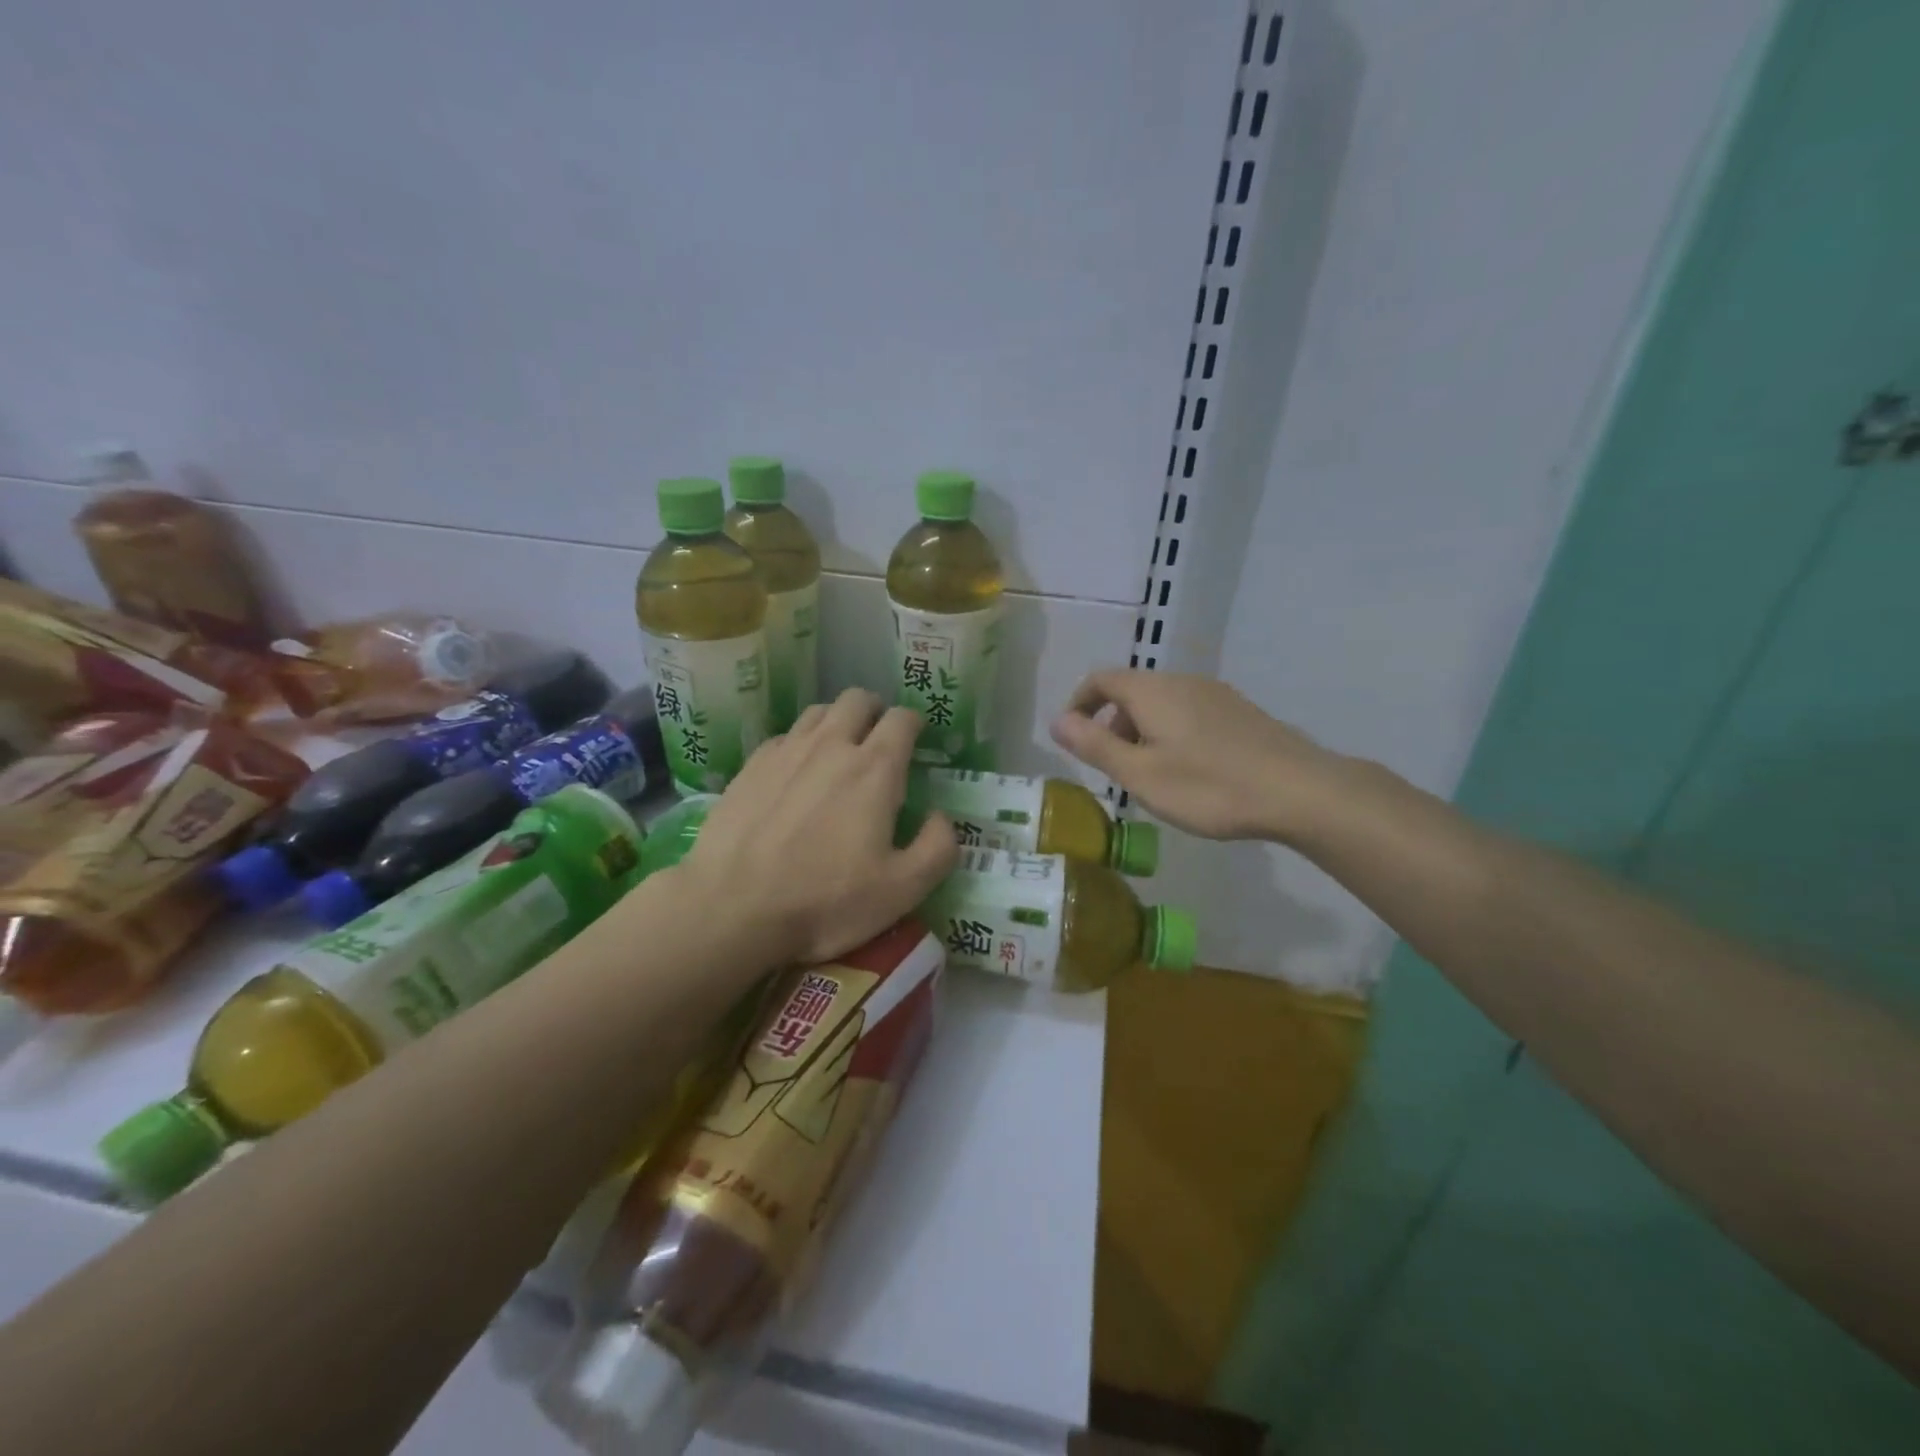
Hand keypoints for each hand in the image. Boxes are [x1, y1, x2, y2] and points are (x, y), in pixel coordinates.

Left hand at [674, 689, 958, 964]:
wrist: (732, 908)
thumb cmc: (825, 901)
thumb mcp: (902, 889)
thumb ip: (938, 848)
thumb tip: (941, 817)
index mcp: (875, 769)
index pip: (902, 719)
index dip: (914, 724)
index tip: (916, 740)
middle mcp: (831, 745)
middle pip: (857, 699)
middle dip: (875, 711)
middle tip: (879, 739)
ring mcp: (786, 752)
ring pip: (818, 711)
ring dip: (837, 721)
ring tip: (838, 751)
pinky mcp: (751, 767)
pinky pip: (785, 736)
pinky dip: (800, 743)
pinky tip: (796, 773)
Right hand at [1050, 670, 1350, 843]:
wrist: (1299, 791)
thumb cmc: (1209, 786)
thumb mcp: (1140, 774)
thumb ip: (1095, 745)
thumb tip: (1056, 721)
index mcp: (1152, 691)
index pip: (1100, 679)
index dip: (1079, 703)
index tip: (1073, 737)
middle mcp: (1182, 681)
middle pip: (1132, 689)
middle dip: (1111, 721)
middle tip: (1112, 765)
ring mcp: (1215, 694)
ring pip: (1162, 702)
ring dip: (1142, 729)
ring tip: (1149, 773)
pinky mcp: (1240, 712)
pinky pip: (1189, 712)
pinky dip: (1171, 732)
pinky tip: (1189, 770)